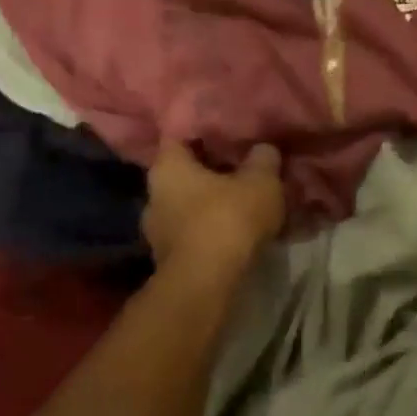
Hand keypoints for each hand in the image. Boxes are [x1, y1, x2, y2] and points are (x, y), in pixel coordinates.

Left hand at [142, 141, 283, 275]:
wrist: (206, 284)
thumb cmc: (227, 218)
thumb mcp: (260, 181)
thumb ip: (263, 159)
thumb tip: (262, 149)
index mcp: (167, 166)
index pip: (180, 136)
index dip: (204, 131)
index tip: (227, 131)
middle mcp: (153, 194)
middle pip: (185, 173)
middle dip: (212, 170)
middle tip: (243, 165)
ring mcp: (157, 231)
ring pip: (189, 205)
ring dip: (213, 203)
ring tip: (244, 200)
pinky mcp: (169, 259)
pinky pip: (194, 232)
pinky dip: (212, 229)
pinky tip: (237, 231)